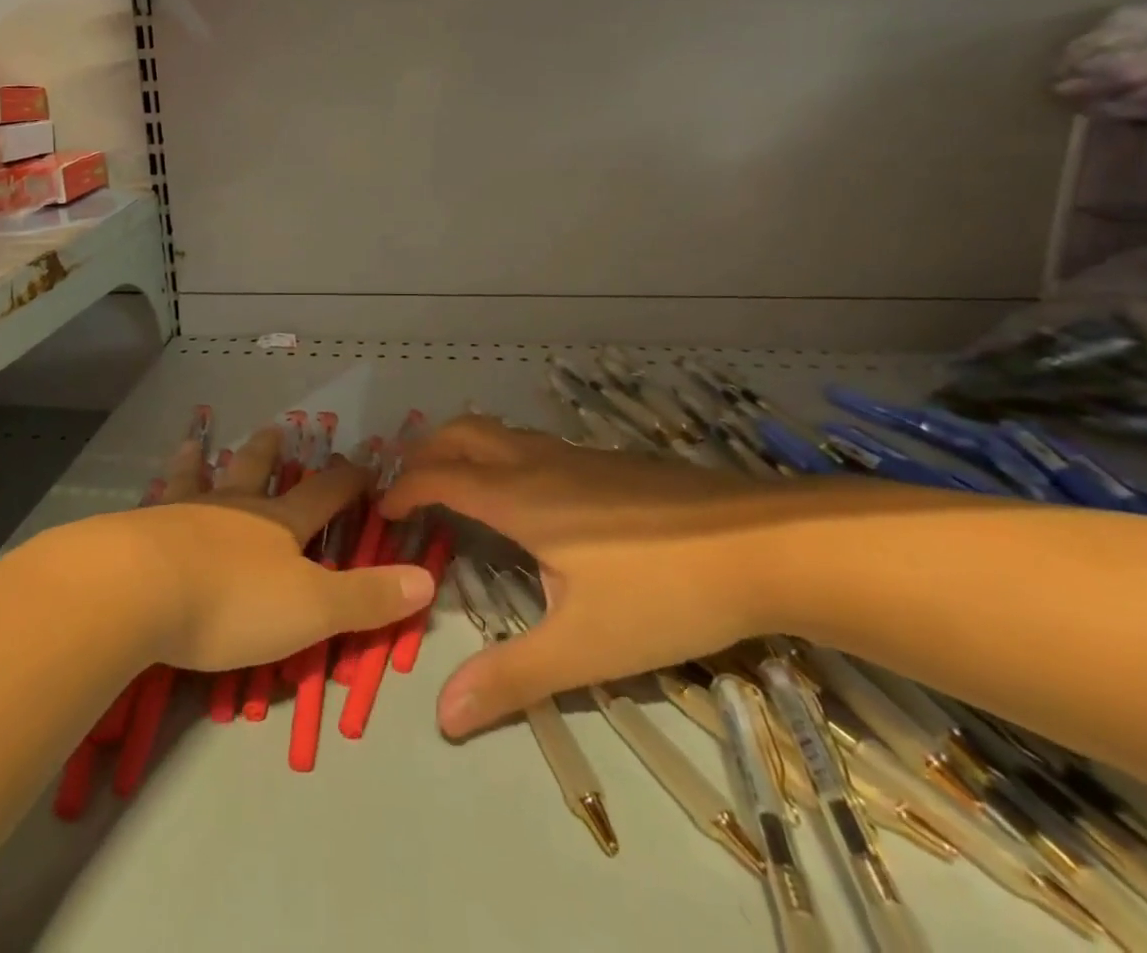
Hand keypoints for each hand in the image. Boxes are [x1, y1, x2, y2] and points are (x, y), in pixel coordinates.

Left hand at [107, 425, 434, 673]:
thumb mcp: (311, 609)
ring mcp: (185, 512)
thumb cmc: (233, 602)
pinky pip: (156, 501)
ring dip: (206, 461)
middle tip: (275, 430)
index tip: (364, 463)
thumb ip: (366, 597)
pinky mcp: (143, 528)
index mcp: (278, 525)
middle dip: (269, 455)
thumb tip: (427, 580)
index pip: (324, 495)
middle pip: (256, 473)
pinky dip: (159, 489)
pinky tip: (148, 492)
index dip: (347, 480)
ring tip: (199, 443)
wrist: (140, 589)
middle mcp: (234, 508)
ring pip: (202, 478)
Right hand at [380, 415, 794, 737]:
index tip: (382, 511)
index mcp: (518, 498)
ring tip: (456, 486)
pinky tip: (528, 498)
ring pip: (498, 432)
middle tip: (407, 487)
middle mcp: (537, 464)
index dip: (403, 490)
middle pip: (461, 433)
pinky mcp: (608, 461)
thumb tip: (442, 714)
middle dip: (424, 451)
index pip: (439, 477)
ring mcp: (576, 456)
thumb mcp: (585, 647)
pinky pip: (530, 444)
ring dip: (462, 448)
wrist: (764, 544)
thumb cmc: (663, 592)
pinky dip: (499, 455)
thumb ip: (512, 677)